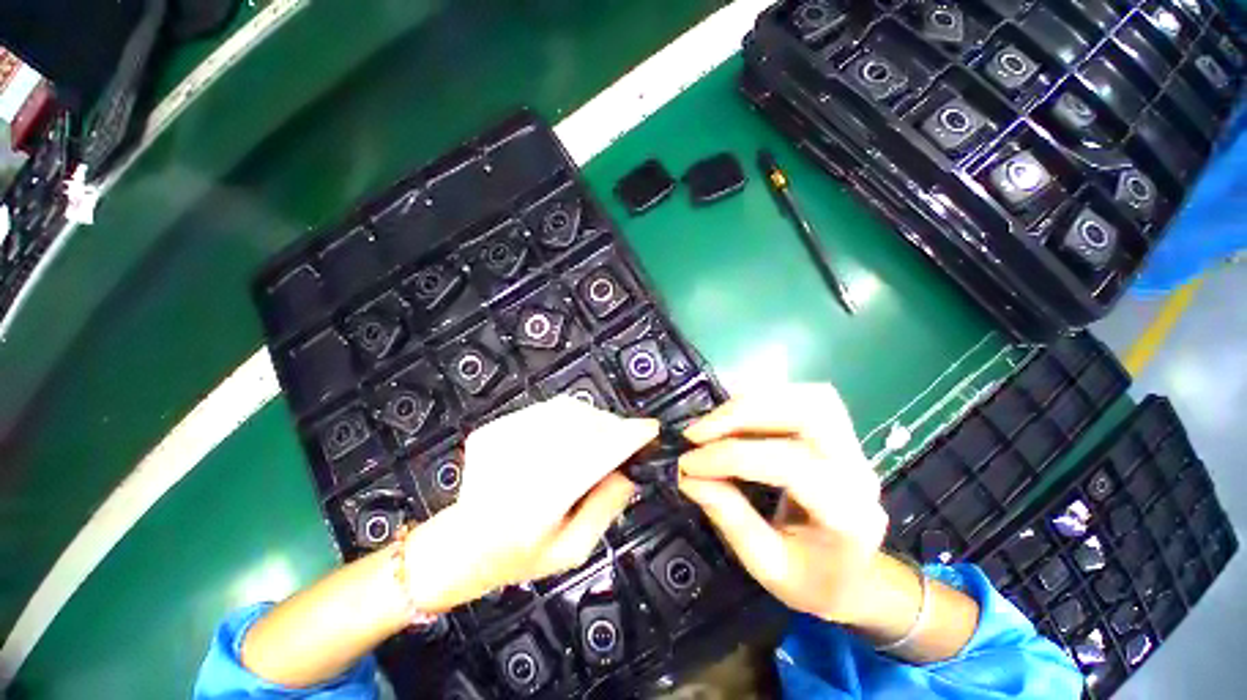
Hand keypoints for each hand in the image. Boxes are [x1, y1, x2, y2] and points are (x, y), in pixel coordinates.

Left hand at [405, 397, 657, 611]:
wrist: (459, 547)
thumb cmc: (518, 558)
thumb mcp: (572, 550)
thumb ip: (605, 508)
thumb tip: (628, 469)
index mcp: (538, 502)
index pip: (594, 455)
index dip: (627, 437)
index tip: (651, 429)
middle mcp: (519, 463)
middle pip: (583, 425)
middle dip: (613, 428)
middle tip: (625, 441)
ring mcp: (501, 440)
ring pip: (566, 411)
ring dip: (592, 420)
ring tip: (598, 440)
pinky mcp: (493, 430)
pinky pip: (545, 412)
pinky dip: (568, 419)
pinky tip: (569, 438)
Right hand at [677, 384, 887, 624]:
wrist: (858, 579)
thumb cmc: (813, 581)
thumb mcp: (767, 567)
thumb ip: (729, 518)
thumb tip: (687, 476)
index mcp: (847, 515)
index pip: (788, 465)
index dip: (730, 456)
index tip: (687, 463)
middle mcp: (858, 470)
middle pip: (808, 411)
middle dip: (743, 414)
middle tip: (698, 432)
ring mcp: (853, 447)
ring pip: (808, 396)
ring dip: (753, 403)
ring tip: (714, 424)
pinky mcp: (838, 434)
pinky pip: (802, 399)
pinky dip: (763, 401)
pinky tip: (736, 420)